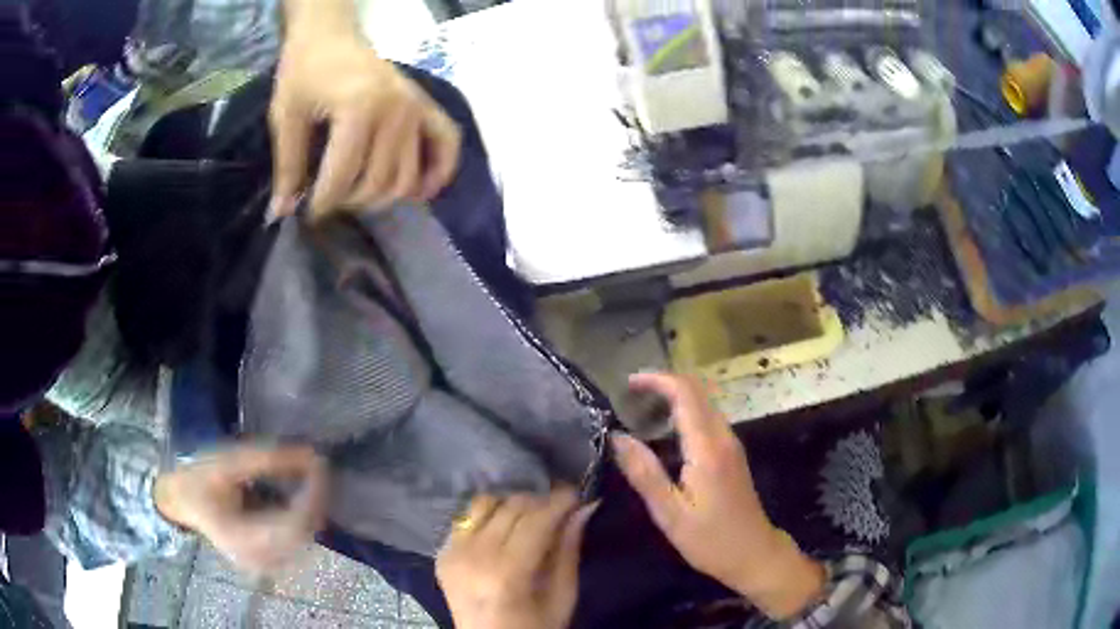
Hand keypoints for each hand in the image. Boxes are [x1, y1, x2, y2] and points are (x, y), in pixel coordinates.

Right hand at [154, 445, 327, 574]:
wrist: (181, 502)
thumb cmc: (199, 480)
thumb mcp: (226, 462)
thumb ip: (266, 459)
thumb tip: (312, 454)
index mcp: (243, 540)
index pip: (294, 524)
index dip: (313, 495)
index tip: (321, 464)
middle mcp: (259, 561)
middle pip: (304, 534)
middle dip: (316, 499)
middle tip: (319, 465)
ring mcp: (266, 565)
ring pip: (305, 539)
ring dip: (312, 508)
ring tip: (312, 477)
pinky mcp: (269, 561)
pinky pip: (297, 541)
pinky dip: (303, 517)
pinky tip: (300, 495)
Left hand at [269, 2, 460, 219]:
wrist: (330, 37)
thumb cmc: (304, 73)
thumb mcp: (286, 117)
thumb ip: (288, 166)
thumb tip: (283, 213)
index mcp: (359, 107)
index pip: (344, 175)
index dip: (324, 203)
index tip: (308, 213)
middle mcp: (396, 110)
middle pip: (379, 182)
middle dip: (351, 201)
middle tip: (331, 198)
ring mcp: (417, 108)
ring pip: (408, 177)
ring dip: (382, 197)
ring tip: (359, 193)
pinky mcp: (426, 107)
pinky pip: (447, 145)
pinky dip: (439, 173)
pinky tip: (421, 192)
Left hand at [436, 489, 596, 628]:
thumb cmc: (534, 628)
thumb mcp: (562, 598)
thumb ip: (568, 552)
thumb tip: (582, 509)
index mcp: (507, 573)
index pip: (536, 520)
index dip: (559, 501)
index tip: (577, 493)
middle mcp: (473, 555)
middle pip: (510, 506)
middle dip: (539, 501)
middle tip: (559, 508)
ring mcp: (452, 553)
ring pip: (483, 504)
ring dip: (510, 505)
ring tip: (530, 518)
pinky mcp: (441, 554)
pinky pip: (466, 520)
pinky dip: (488, 518)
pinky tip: (502, 533)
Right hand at [612, 374, 824, 619]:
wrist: (754, 553)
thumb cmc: (710, 539)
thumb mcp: (670, 513)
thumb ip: (644, 473)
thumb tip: (617, 437)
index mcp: (707, 448)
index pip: (685, 393)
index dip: (656, 380)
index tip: (628, 383)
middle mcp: (723, 436)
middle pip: (697, 390)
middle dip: (664, 382)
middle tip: (630, 393)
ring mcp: (731, 443)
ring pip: (704, 402)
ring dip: (674, 395)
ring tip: (641, 408)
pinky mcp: (732, 453)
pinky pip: (708, 418)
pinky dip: (685, 411)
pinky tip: (665, 430)